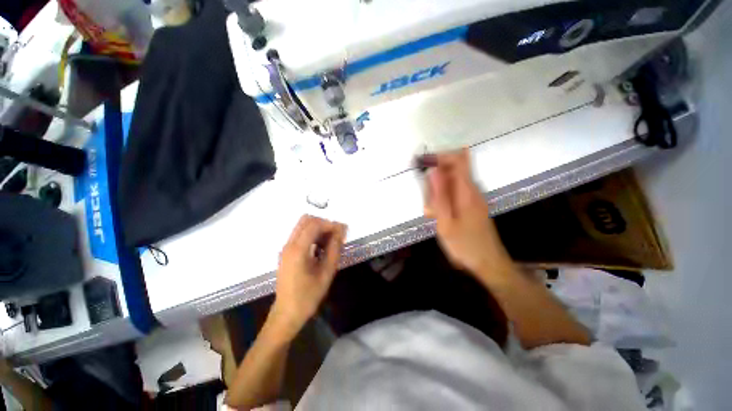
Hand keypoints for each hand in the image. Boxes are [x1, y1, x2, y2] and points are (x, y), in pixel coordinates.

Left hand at [270, 215, 346, 337]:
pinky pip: (300, 235)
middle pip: (306, 220)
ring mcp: (286, 248)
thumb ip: (334, 249)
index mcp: (297, 250)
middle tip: (336, 235)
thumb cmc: (308, 296)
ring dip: (318, 229)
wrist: (287, 313)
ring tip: (330, 242)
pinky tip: (321, 248)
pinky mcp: (287, 252)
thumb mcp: (326, 272)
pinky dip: (312, 235)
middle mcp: (289, 244)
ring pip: (303, 226)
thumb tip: (341, 231)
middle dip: (323, 223)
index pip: (314, 224)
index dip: (330, 224)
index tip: (342, 231)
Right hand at [424, 149, 513, 281]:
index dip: (440, 156)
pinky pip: (454, 194)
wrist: (489, 263)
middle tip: (427, 204)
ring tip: (433, 215)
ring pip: (451, 184)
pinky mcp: (472, 205)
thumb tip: (433, 170)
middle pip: (452, 172)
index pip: (457, 160)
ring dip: (437, 194)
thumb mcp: (445, 222)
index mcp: (466, 191)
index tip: (423, 163)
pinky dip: (443, 201)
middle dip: (435, 181)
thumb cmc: (465, 245)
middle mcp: (472, 190)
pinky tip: (440, 217)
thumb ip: (439, 195)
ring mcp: (473, 197)